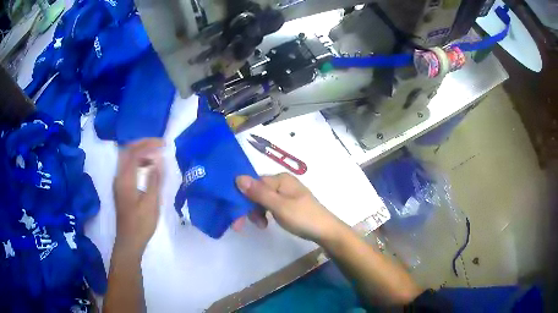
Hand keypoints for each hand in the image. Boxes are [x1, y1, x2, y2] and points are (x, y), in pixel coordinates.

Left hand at [113, 139, 163, 254]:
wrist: (129, 241)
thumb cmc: (141, 223)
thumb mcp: (151, 202)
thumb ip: (154, 179)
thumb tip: (159, 158)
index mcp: (125, 179)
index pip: (134, 152)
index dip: (148, 144)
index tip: (163, 144)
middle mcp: (119, 176)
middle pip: (127, 151)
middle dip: (142, 143)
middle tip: (158, 143)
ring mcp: (118, 182)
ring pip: (126, 158)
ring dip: (140, 151)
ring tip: (155, 153)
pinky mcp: (121, 187)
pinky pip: (127, 166)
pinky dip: (137, 161)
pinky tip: (147, 166)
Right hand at [235, 173, 345, 242]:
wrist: (326, 231)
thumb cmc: (302, 217)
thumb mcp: (278, 206)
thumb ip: (258, 193)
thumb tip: (238, 177)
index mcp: (280, 179)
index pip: (254, 183)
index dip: (242, 198)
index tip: (235, 215)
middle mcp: (282, 183)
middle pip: (257, 191)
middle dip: (249, 207)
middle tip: (241, 225)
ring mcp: (286, 194)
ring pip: (263, 200)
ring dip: (257, 212)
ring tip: (261, 226)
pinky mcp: (289, 204)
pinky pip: (271, 205)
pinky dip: (265, 214)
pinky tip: (266, 223)